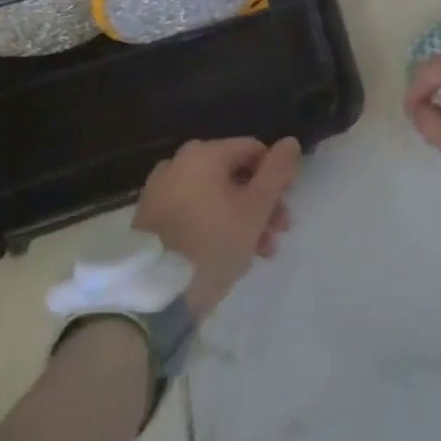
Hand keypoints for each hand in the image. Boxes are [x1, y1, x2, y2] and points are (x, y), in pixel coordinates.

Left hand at [134, 136, 300, 320]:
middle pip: (234, 175)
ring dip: (242, 218)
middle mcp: (179, 164)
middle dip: (261, 203)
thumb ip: (276, 171)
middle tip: (279, 231)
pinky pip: (194, 212)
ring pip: (215, 197)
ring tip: (261, 251)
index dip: (277, 174)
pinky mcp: (150, 220)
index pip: (254, 150)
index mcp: (203, 154)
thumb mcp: (255, 208)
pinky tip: (231, 255)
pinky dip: (215, 226)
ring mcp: (160, 192)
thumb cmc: (212, 245)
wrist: (152, 298)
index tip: (288, 203)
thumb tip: (290, 142)